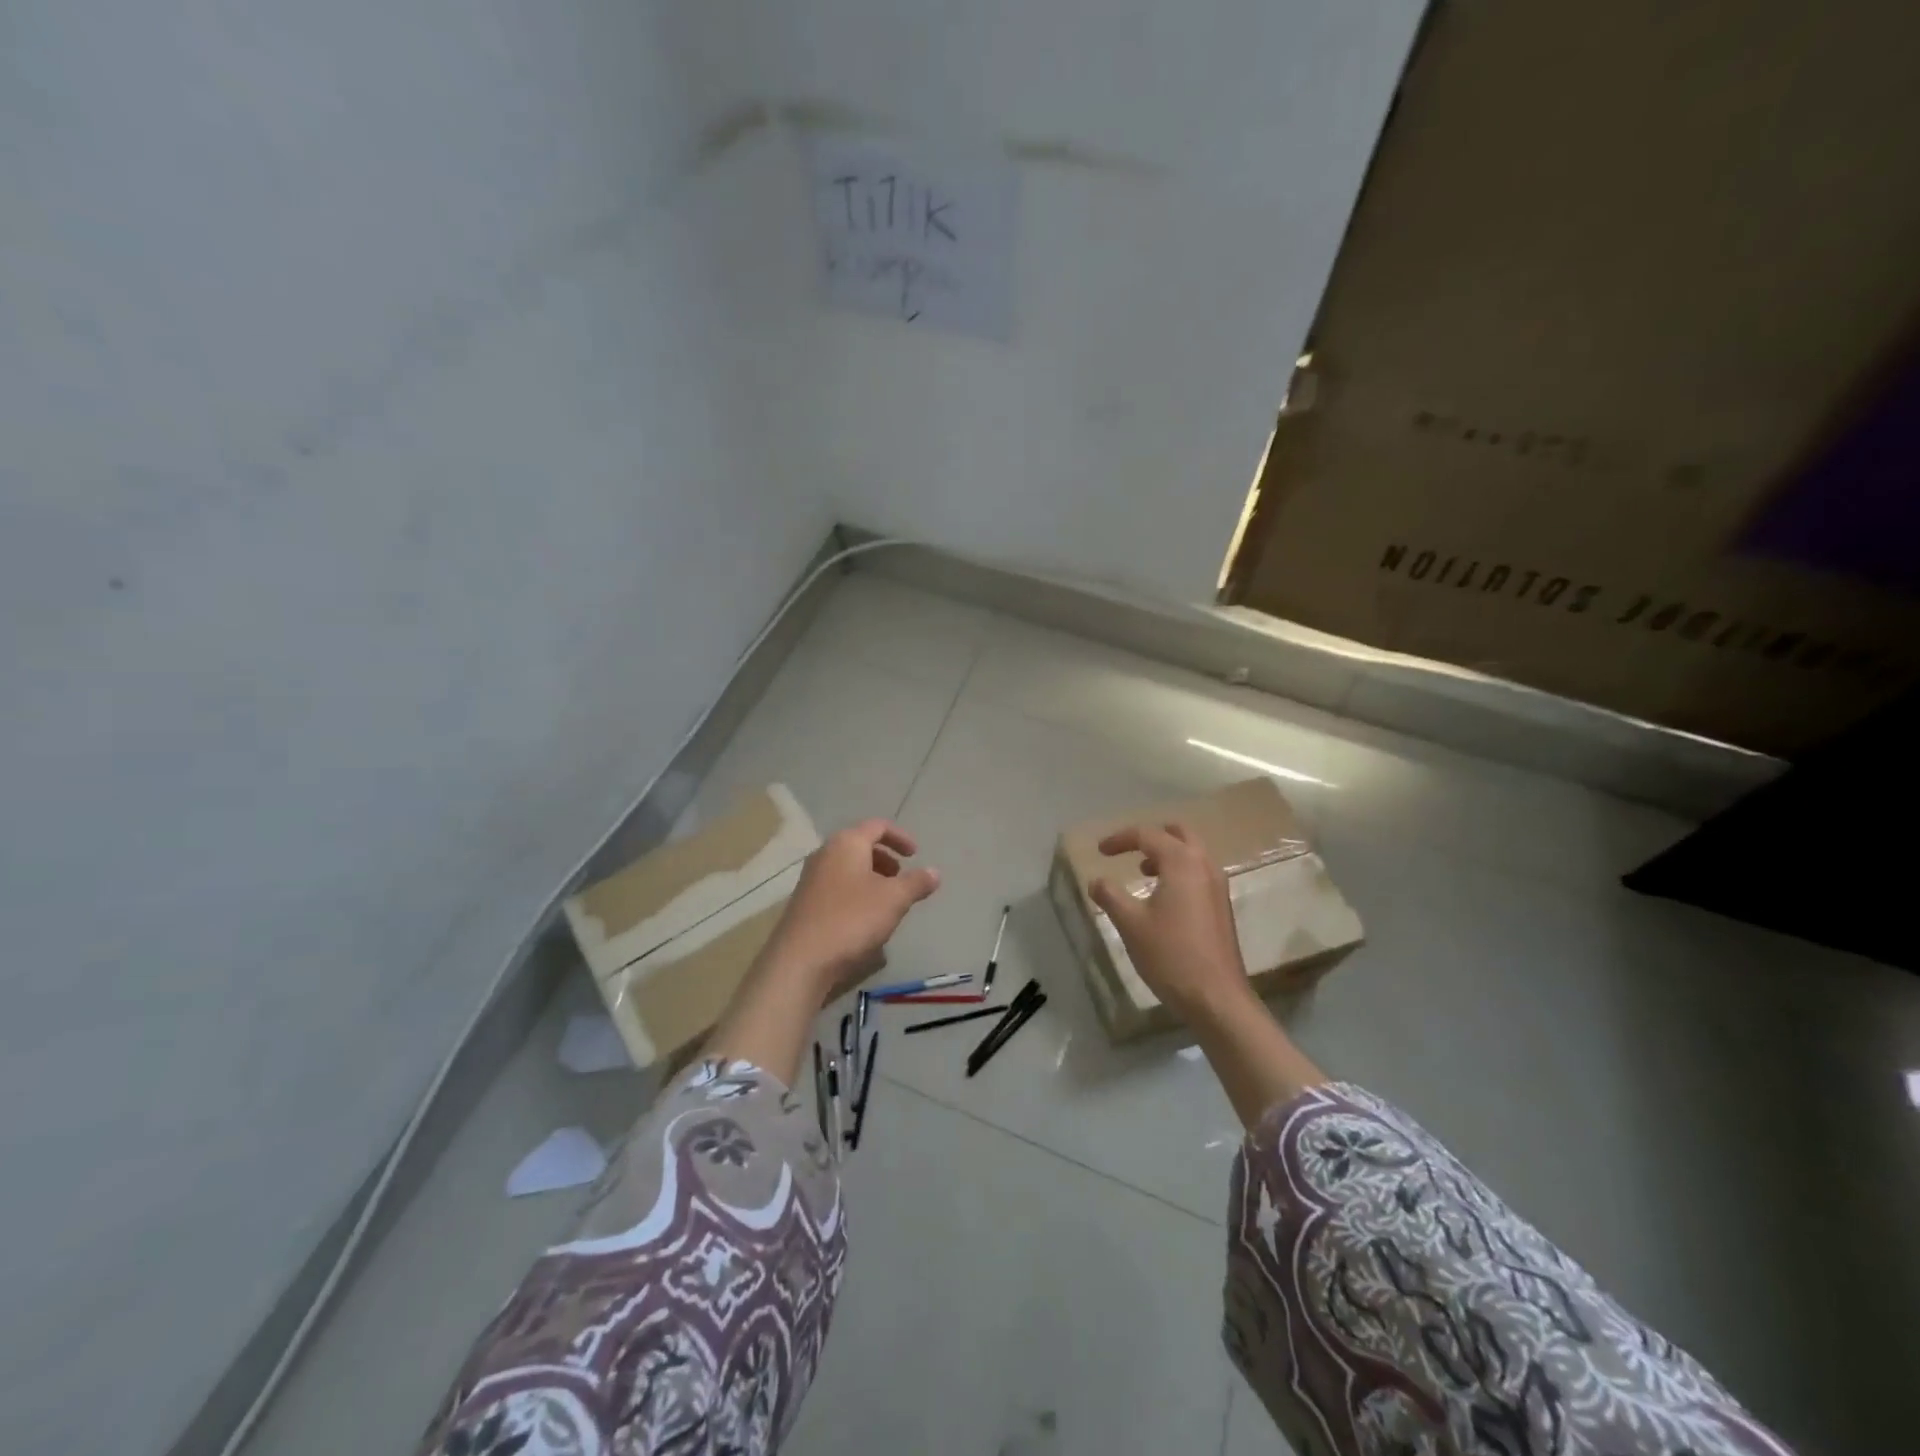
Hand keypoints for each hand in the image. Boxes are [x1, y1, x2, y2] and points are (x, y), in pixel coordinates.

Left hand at [758, 818, 940, 998]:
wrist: (801, 959)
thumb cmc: (852, 919)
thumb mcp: (894, 900)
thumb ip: (916, 883)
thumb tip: (935, 872)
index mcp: (847, 843)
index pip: (878, 826)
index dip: (900, 837)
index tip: (916, 854)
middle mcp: (825, 853)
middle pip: (860, 845)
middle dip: (885, 859)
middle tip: (901, 879)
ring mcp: (811, 878)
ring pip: (848, 867)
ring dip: (871, 877)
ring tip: (887, 901)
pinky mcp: (805, 901)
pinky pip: (837, 885)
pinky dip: (856, 891)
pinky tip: (864, 918)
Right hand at [1089, 822, 1250, 1021]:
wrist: (1216, 997)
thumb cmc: (1170, 955)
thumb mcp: (1130, 923)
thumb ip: (1110, 895)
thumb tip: (1096, 881)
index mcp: (1182, 862)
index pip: (1148, 835)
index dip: (1120, 839)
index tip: (1099, 851)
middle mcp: (1204, 866)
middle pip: (1178, 834)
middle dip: (1151, 837)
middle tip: (1128, 849)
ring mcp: (1218, 886)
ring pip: (1192, 853)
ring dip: (1166, 854)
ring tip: (1142, 871)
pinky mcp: (1221, 906)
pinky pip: (1198, 873)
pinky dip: (1178, 871)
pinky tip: (1162, 897)